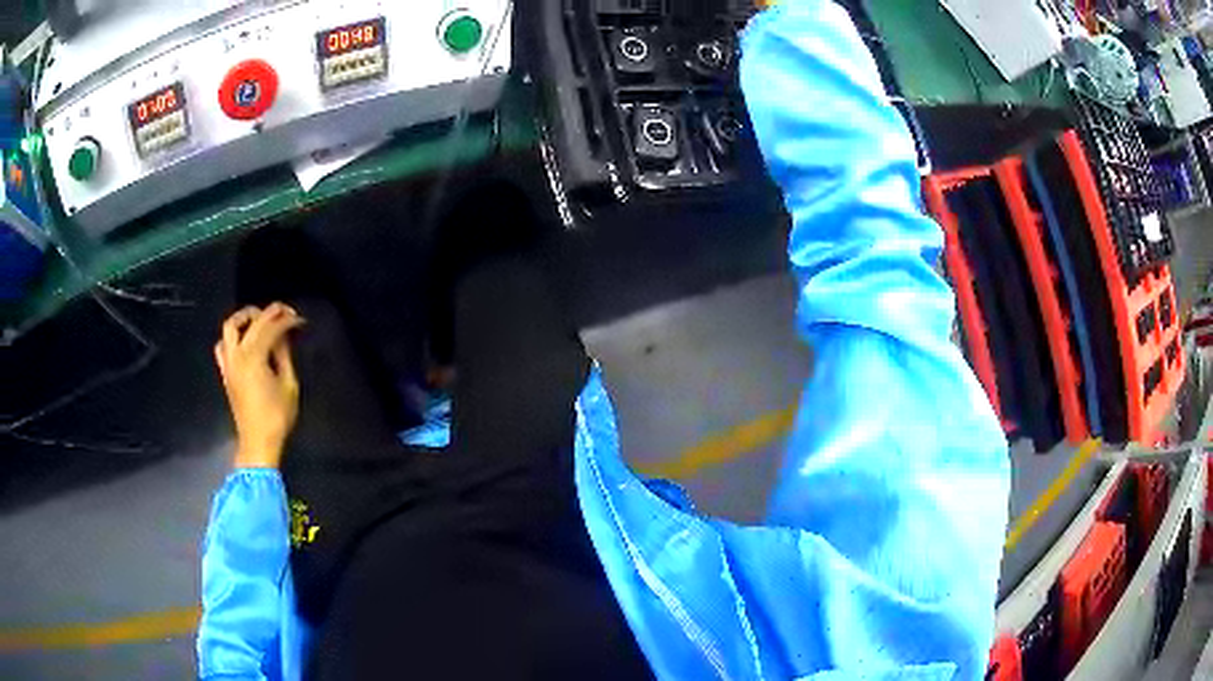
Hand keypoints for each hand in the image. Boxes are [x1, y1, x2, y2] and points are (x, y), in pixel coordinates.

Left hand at [215, 303, 305, 468]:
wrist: (257, 442)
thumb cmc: (277, 416)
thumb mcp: (289, 385)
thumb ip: (284, 356)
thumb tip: (283, 337)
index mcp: (254, 356)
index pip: (271, 327)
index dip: (287, 321)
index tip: (300, 321)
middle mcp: (237, 354)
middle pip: (252, 321)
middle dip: (269, 313)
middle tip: (285, 313)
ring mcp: (228, 362)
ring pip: (230, 327)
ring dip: (245, 317)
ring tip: (259, 319)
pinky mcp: (225, 372)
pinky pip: (223, 344)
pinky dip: (232, 336)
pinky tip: (244, 340)